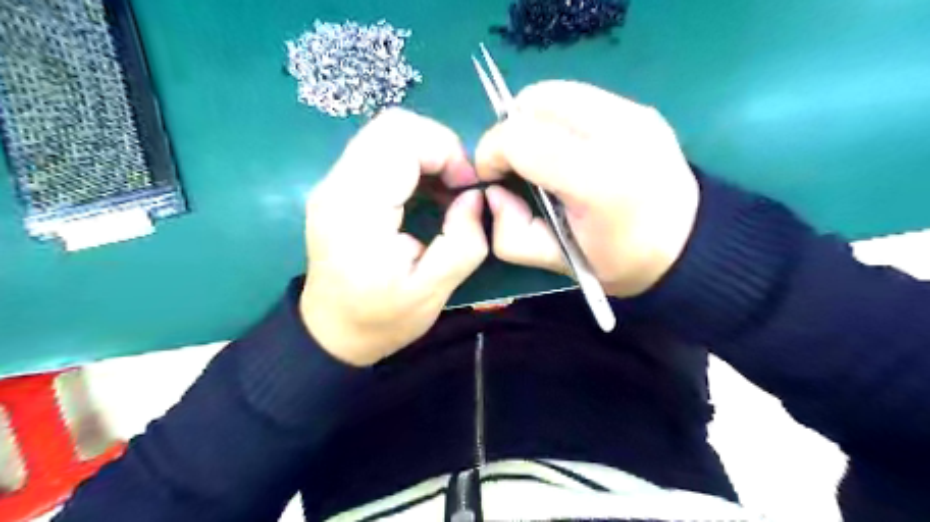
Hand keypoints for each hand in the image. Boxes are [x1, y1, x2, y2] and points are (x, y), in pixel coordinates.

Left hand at [302, 108, 488, 366]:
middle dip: (439, 146)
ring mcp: (333, 182)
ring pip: (386, 133)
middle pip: (393, 125)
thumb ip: (463, 242)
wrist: (332, 332)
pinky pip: (380, 151)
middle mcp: (337, 185)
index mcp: (357, 209)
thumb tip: (474, 196)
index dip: (446, 151)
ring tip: (446, 191)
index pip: (401, 138)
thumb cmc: (380, 318)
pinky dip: (412, 161)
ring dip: (427, 153)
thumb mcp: (432, 292)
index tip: (467, 188)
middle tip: (459, 186)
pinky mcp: (339, 187)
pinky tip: (426, 193)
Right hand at [474, 80, 700, 296]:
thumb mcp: (557, 263)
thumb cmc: (619, 261)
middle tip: (513, 164)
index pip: (519, 139)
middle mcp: (617, 134)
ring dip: (529, 119)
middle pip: (533, 102)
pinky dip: (554, 115)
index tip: (493, 177)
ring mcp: (633, 113)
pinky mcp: (639, 107)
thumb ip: (511, 233)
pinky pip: (576, 96)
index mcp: (597, 181)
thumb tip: (494, 193)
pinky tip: (564, 145)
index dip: (491, 153)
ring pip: (553, 91)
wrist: (686, 244)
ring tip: (536, 152)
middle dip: (508, 131)